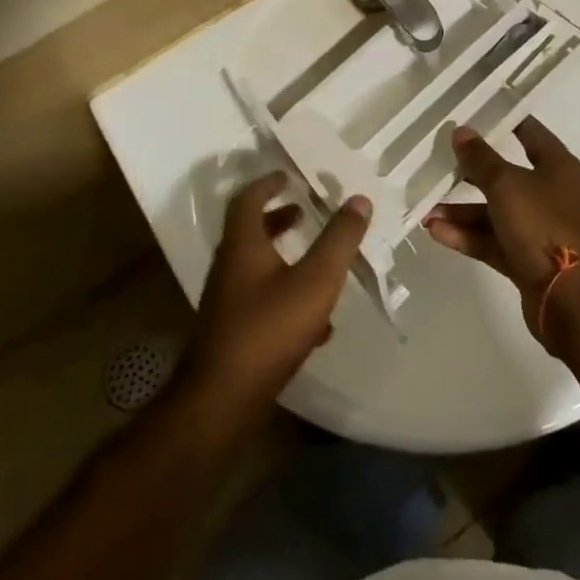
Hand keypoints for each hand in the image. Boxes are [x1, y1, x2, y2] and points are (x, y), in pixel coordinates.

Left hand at [182, 173, 370, 414]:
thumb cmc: (268, 329)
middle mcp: (229, 267)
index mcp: (243, 245)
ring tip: (318, 263)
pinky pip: (261, 302)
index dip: (267, 184)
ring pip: (256, 268)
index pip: (248, 199)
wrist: (220, 403)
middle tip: (305, 212)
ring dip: (284, 257)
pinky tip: (316, 323)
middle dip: (278, 219)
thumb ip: (339, 240)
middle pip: (250, 232)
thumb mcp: (315, 280)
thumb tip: (359, 199)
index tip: (288, 176)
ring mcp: (227, 303)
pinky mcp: (232, 333)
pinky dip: (286, 296)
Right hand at [424, 117, 579, 348]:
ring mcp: (537, 228)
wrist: (570, 298)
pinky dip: (466, 236)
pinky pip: (491, 240)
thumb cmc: (543, 225)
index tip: (472, 112)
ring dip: (461, 210)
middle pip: (505, 174)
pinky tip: (436, 232)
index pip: (528, 132)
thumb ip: (481, 158)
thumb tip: (461, 131)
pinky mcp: (525, 259)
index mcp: (556, 166)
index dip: (502, 120)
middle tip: (437, 161)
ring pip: (493, 211)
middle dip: (471, 171)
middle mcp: (548, 193)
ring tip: (426, 209)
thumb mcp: (507, 184)